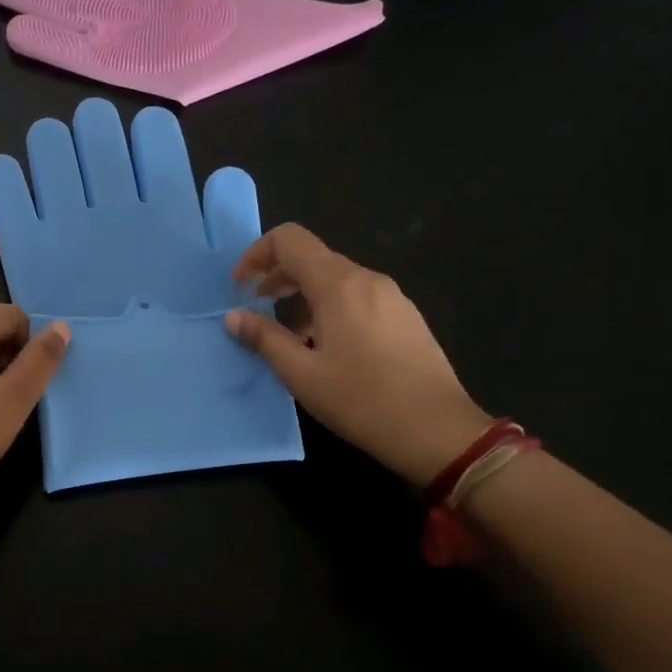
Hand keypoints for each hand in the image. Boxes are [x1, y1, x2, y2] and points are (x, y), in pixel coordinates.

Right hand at [224, 225, 490, 486]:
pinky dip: (330, 309)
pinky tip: (327, 348)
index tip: (240, 286)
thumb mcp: (301, 374)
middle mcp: (367, 280)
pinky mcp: (406, 318)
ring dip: (303, 296)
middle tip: (256, 308)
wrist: (439, 431)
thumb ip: (264, 339)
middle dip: (277, 277)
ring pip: (336, 280)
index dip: (257, 254)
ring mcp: (392, 297)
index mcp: (339, 285)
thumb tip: (233, 317)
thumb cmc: (362, 401)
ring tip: (289, 337)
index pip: (290, 240)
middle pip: (313, 258)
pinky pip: (358, 298)